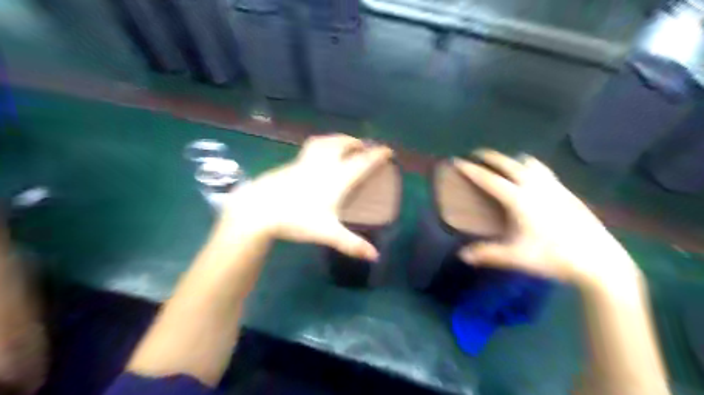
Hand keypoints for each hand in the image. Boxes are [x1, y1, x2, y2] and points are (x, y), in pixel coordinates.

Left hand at [211, 136, 392, 262]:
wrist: (260, 209)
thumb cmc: (296, 219)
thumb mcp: (327, 233)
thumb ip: (352, 244)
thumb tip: (375, 256)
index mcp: (336, 178)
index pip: (362, 162)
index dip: (377, 155)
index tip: (388, 151)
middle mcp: (323, 165)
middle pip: (343, 145)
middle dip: (356, 142)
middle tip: (364, 146)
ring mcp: (305, 162)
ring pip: (325, 141)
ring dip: (338, 139)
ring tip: (344, 142)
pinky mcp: (292, 164)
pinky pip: (311, 148)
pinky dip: (321, 145)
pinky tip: (318, 155)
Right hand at [453, 150, 642, 284]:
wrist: (598, 259)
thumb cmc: (553, 257)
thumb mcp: (516, 257)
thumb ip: (487, 254)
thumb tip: (462, 256)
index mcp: (519, 200)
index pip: (489, 180)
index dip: (471, 170)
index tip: (458, 161)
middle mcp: (535, 187)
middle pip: (508, 164)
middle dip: (490, 157)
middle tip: (476, 154)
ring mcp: (553, 186)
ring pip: (528, 163)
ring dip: (511, 159)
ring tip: (503, 163)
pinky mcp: (565, 191)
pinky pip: (542, 170)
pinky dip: (529, 166)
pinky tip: (530, 175)